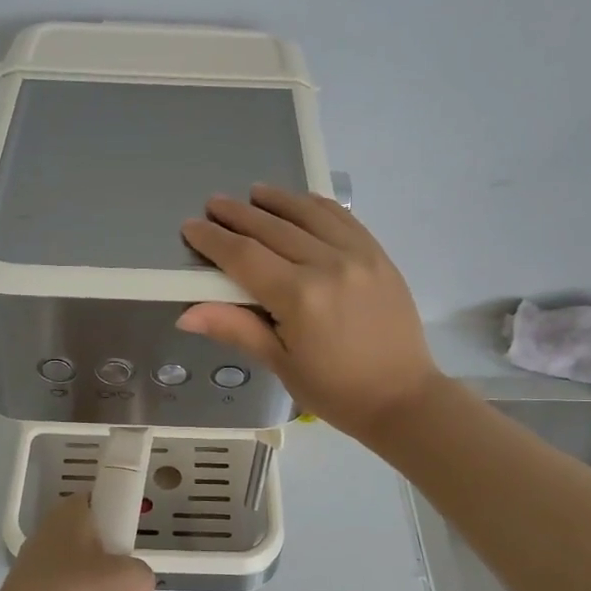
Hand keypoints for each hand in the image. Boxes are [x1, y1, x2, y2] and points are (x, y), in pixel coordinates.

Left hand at [0, 496, 156, 590]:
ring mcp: (41, 575)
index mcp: (70, 517)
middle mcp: (52, 539)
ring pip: (89, 587)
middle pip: (99, 553)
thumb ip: (142, 574)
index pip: (101, 505)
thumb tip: (136, 587)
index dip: (123, 526)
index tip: (134, 553)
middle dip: (122, 584)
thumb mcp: (125, 577)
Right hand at [179, 184, 444, 442]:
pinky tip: (301, 202)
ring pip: (309, 214)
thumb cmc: (336, 391)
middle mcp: (328, 265)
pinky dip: (317, 206)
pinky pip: (343, 219)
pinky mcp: (379, 256)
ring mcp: (358, 255)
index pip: (245, 256)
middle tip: (213, 203)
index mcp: (299, 297)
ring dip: (277, 200)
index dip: (214, 239)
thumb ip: (236, 329)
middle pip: (273, 228)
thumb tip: (186, 314)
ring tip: (253, 192)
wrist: (404, 397)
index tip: (191, 226)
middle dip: (238, 214)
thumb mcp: (281, 364)